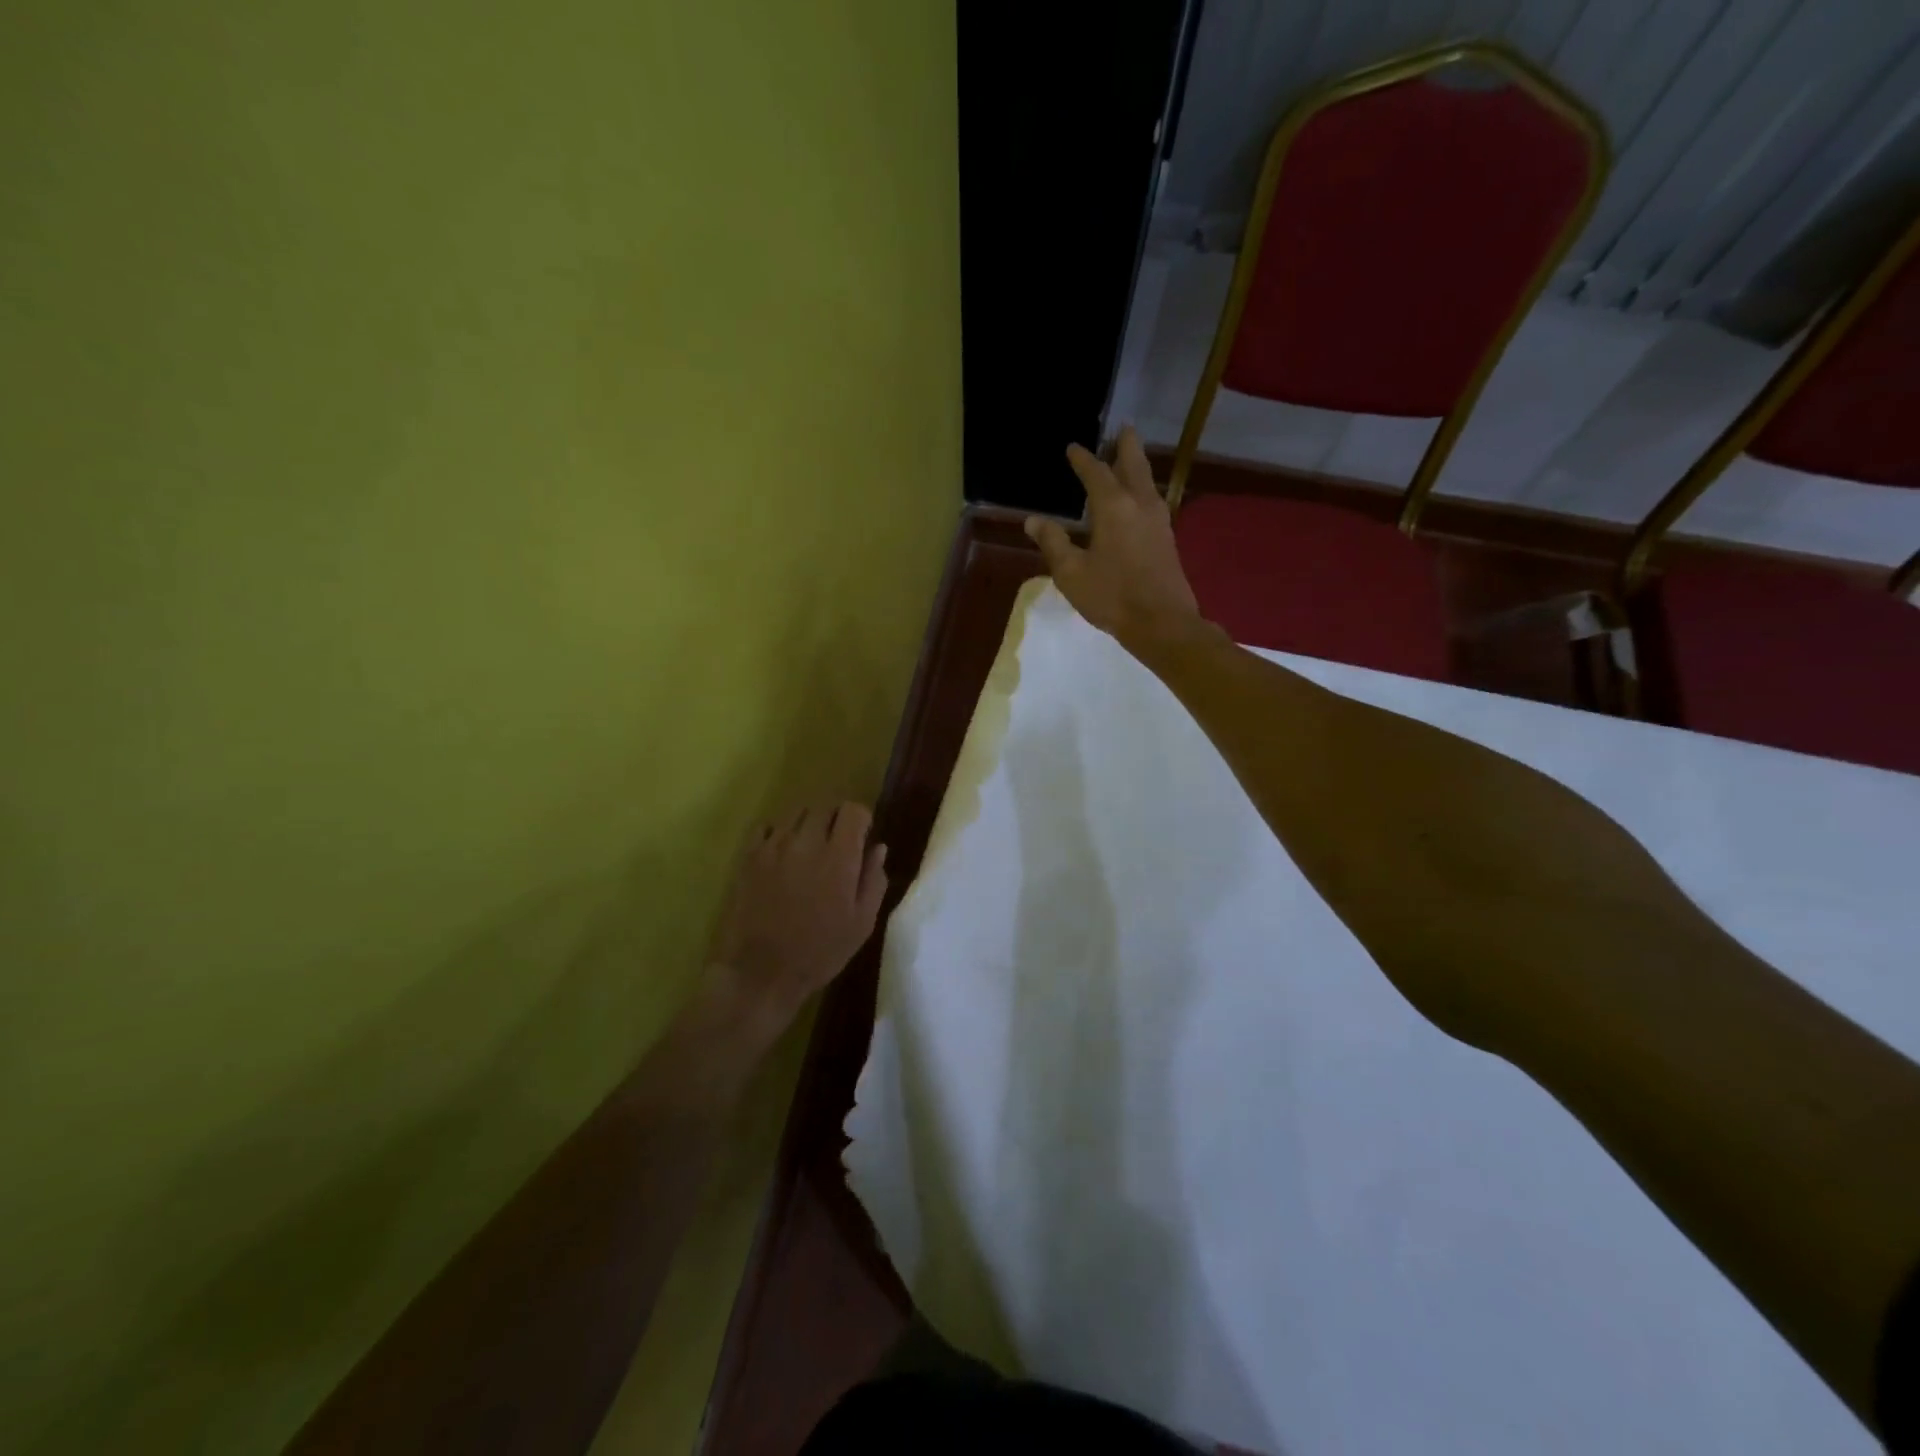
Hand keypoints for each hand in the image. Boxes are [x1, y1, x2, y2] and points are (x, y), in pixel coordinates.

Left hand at [701, 802, 888, 1049]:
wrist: (760, 973)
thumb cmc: (819, 952)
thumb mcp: (861, 923)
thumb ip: (873, 880)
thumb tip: (878, 847)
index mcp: (839, 857)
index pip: (852, 810)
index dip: (861, 819)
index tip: (861, 838)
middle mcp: (806, 842)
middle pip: (825, 806)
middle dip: (836, 819)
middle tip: (837, 844)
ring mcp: (773, 847)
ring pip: (796, 812)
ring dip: (808, 823)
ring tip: (809, 848)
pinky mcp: (749, 857)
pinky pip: (766, 827)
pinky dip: (779, 832)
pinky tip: (782, 854)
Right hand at [1024, 426, 1205, 653]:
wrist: (1162, 622)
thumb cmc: (1111, 596)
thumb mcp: (1071, 572)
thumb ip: (1053, 543)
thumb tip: (1033, 520)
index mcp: (1114, 507)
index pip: (1096, 473)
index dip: (1082, 459)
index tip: (1072, 448)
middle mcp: (1140, 504)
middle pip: (1134, 465)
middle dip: (1125, 446)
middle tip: (1122, 428)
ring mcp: (1159, 521)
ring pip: (1148, 482)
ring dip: (1137, 466)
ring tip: (1129, 458)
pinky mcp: (1167, 539)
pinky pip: (1153, 501)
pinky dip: (1143, 489)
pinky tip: (1138, 500)